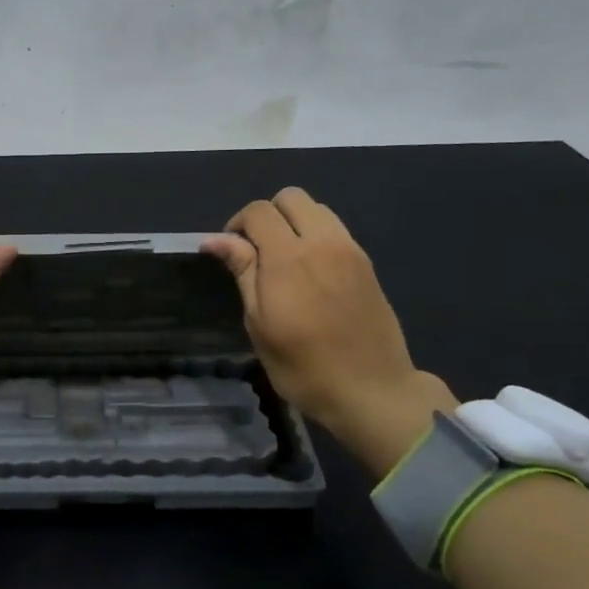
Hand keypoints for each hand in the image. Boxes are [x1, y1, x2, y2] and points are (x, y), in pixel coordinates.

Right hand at [203, 187, 456, 478]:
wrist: (371, 390)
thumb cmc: (303, 366)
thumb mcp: (259, 323)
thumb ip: (243, 272)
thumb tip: (217, 239)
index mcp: (289, 257)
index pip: (258, 212)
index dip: (237, 224)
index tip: (231, 252)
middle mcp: (322, 242)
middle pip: (291, 197)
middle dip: (268, 215)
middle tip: (257, 251)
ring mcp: (350, 250)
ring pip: (317, 209)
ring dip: (295, 221)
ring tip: (285, 259)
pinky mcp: (366, 263)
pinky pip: (336, 229)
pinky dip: (317, 235)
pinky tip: (311, 271)